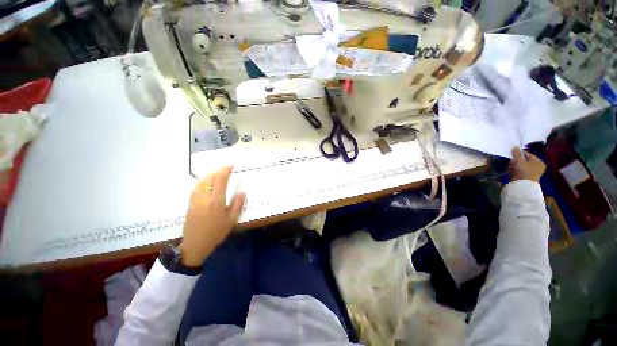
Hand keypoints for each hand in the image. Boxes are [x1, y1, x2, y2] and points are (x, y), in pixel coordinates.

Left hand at [178, 166, 245, 266]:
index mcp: (216, 200)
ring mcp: (195, 199)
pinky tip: (208, 181)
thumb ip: (238, 204)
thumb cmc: (216, 232)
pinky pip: (196, 186)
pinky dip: (203, 180)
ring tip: (218, 173)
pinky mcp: (190, 202)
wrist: (196, 244)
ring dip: (210, 174)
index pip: (221, 180)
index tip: (231, 165)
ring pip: (201, 181)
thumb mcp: (232, 219)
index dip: (226, 170)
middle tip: (226, 168)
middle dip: (218, 170)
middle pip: (210, 178)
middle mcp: (205, 197)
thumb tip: (242, 191)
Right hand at [511, 147, 545, 182]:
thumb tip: (515, 146)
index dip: (520, 153)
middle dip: (517, 159)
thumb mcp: (519, 160)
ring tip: (509, 164)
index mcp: (538, 161)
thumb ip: (517, 153)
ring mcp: (532, 172)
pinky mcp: (527, 177)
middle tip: (510, 159)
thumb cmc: (524, 170)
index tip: (512, 152)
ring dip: (515, 164)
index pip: (528, 155)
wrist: (523, 184)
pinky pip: (521, 170)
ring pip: (522, 166)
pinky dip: (516, 169)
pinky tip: (511, 169)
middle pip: (525, 160)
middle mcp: (537, 166)